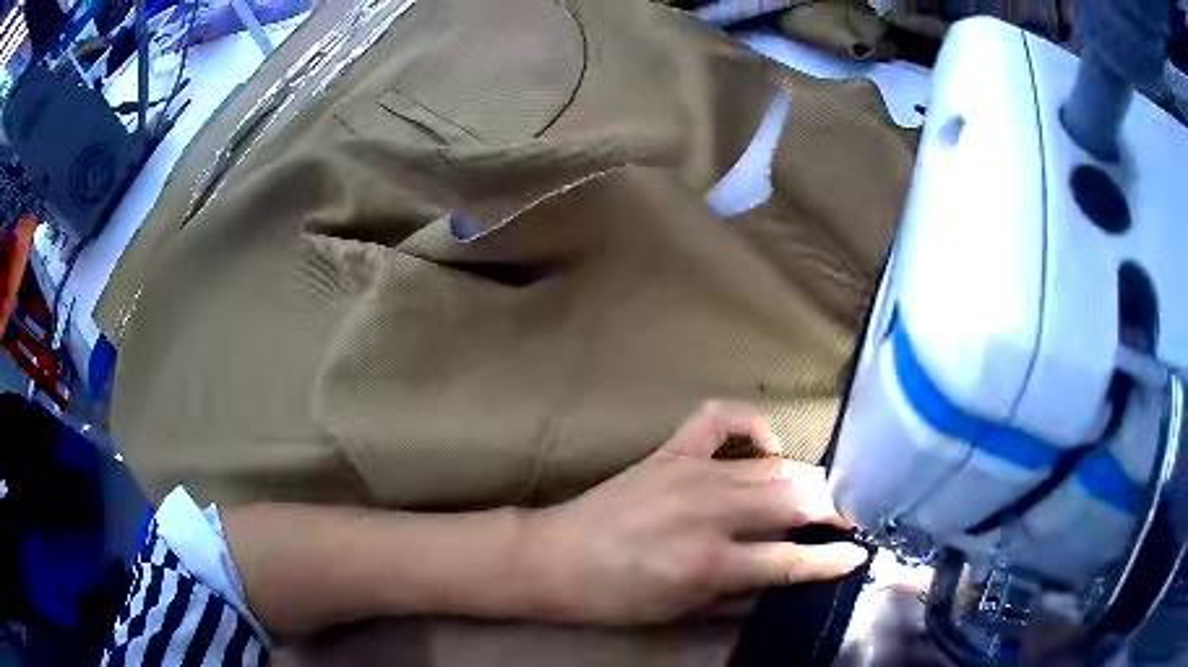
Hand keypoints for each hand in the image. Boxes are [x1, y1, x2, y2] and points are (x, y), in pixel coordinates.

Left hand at [522, 401, 868, 624]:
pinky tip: (767, 447)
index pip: (791, 559)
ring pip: (772, 467)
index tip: (858, 553)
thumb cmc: (616, 596)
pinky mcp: (670, 451)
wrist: (556, 558)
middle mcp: (709, 512)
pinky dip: (753, 425)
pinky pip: (721, 419)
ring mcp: (690, 473)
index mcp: (710, 563)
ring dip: (808, 477)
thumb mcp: (682, 610)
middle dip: (833, 506)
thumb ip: (740, 593)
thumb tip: (786, 577)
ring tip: (827, 489)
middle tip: (850, 515)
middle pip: (793, 499)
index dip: (832, 558)